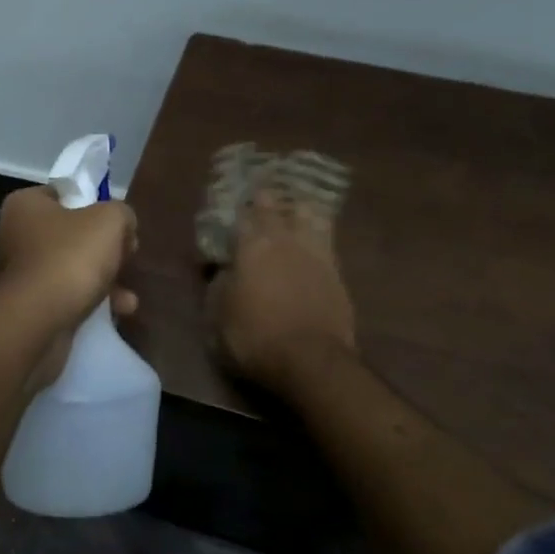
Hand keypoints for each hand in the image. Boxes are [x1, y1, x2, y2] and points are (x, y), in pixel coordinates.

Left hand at [0, 187, 138, 389]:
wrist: (36, 322)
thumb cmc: (69, 258)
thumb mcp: (109, 221)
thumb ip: (121, 213)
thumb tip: (123, 224)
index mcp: (25, 205)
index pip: (64, 194)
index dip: (96, 205)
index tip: (119, 224)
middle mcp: (16, 236)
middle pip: (72, 235)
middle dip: (105, 250)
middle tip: (127, 257)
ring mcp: (20, 275)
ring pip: (72, 269)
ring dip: (104, 281)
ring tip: (127, 298)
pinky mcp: (27, 308)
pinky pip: (66, 298)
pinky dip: (91, 303)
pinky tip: (118, 312)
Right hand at [207, 188, 355, 392]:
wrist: (311, 361)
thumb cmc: (254, 338)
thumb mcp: (217, 316)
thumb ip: (219, 284)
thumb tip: (224, 268)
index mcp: (251, 246)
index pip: (241, 215)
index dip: (235, 208)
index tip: (230, 202)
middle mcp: (284, 240)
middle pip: (276, 206)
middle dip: (266, 198)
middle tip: (260, 192)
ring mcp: (315, 252)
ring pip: (309, 214)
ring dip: (298, 208)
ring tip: (292, 205)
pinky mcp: (337, 271)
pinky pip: (327, 237)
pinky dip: (318, 229)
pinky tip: (315, 231)